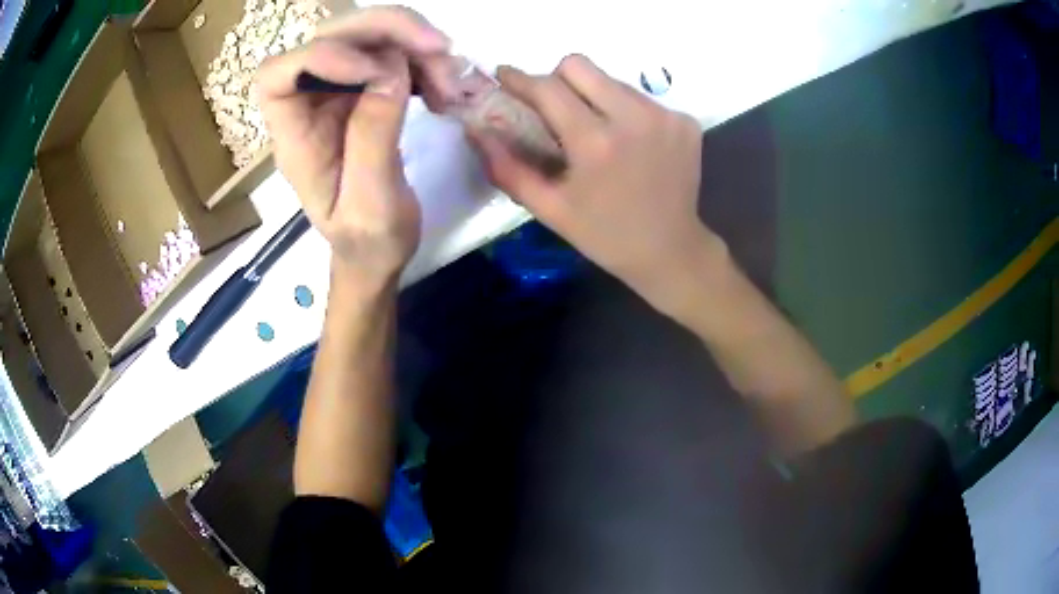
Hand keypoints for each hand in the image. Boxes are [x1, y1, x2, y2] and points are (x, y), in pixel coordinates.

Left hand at [256, 7, 453, 288]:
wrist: (377, 252)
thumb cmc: (366, 241)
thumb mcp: (371, 203)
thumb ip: (373, 135)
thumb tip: (392, 68)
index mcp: (294, 137)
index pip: (276, 77)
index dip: (319, 56)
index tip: (375, 69)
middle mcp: (309, 105)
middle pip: (328, 39)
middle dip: (384, 31)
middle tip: (438, 47)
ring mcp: (336, 95)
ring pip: (366, 39)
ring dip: (413, 45)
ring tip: (451, 79)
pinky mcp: (364, 93)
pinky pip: (390, 57)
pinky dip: (422, 61)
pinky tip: (444, 88)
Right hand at [472, 55, 716, 312]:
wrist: (671, 251)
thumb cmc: (604, 235)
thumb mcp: (550, 209)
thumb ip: (507, 168)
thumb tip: (477, 131)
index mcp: (596, 143)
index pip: (548, 87)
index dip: (520, 78)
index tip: (504, 76)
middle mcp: (634, 118)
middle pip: (580, 65)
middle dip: (557, 80)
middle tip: (554, 107)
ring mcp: (665, 116)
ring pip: (611, 79)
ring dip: (593, 96)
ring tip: (595, 130)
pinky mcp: (685, 122)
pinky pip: (640, 98)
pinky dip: (624, 111)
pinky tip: (628, 142)